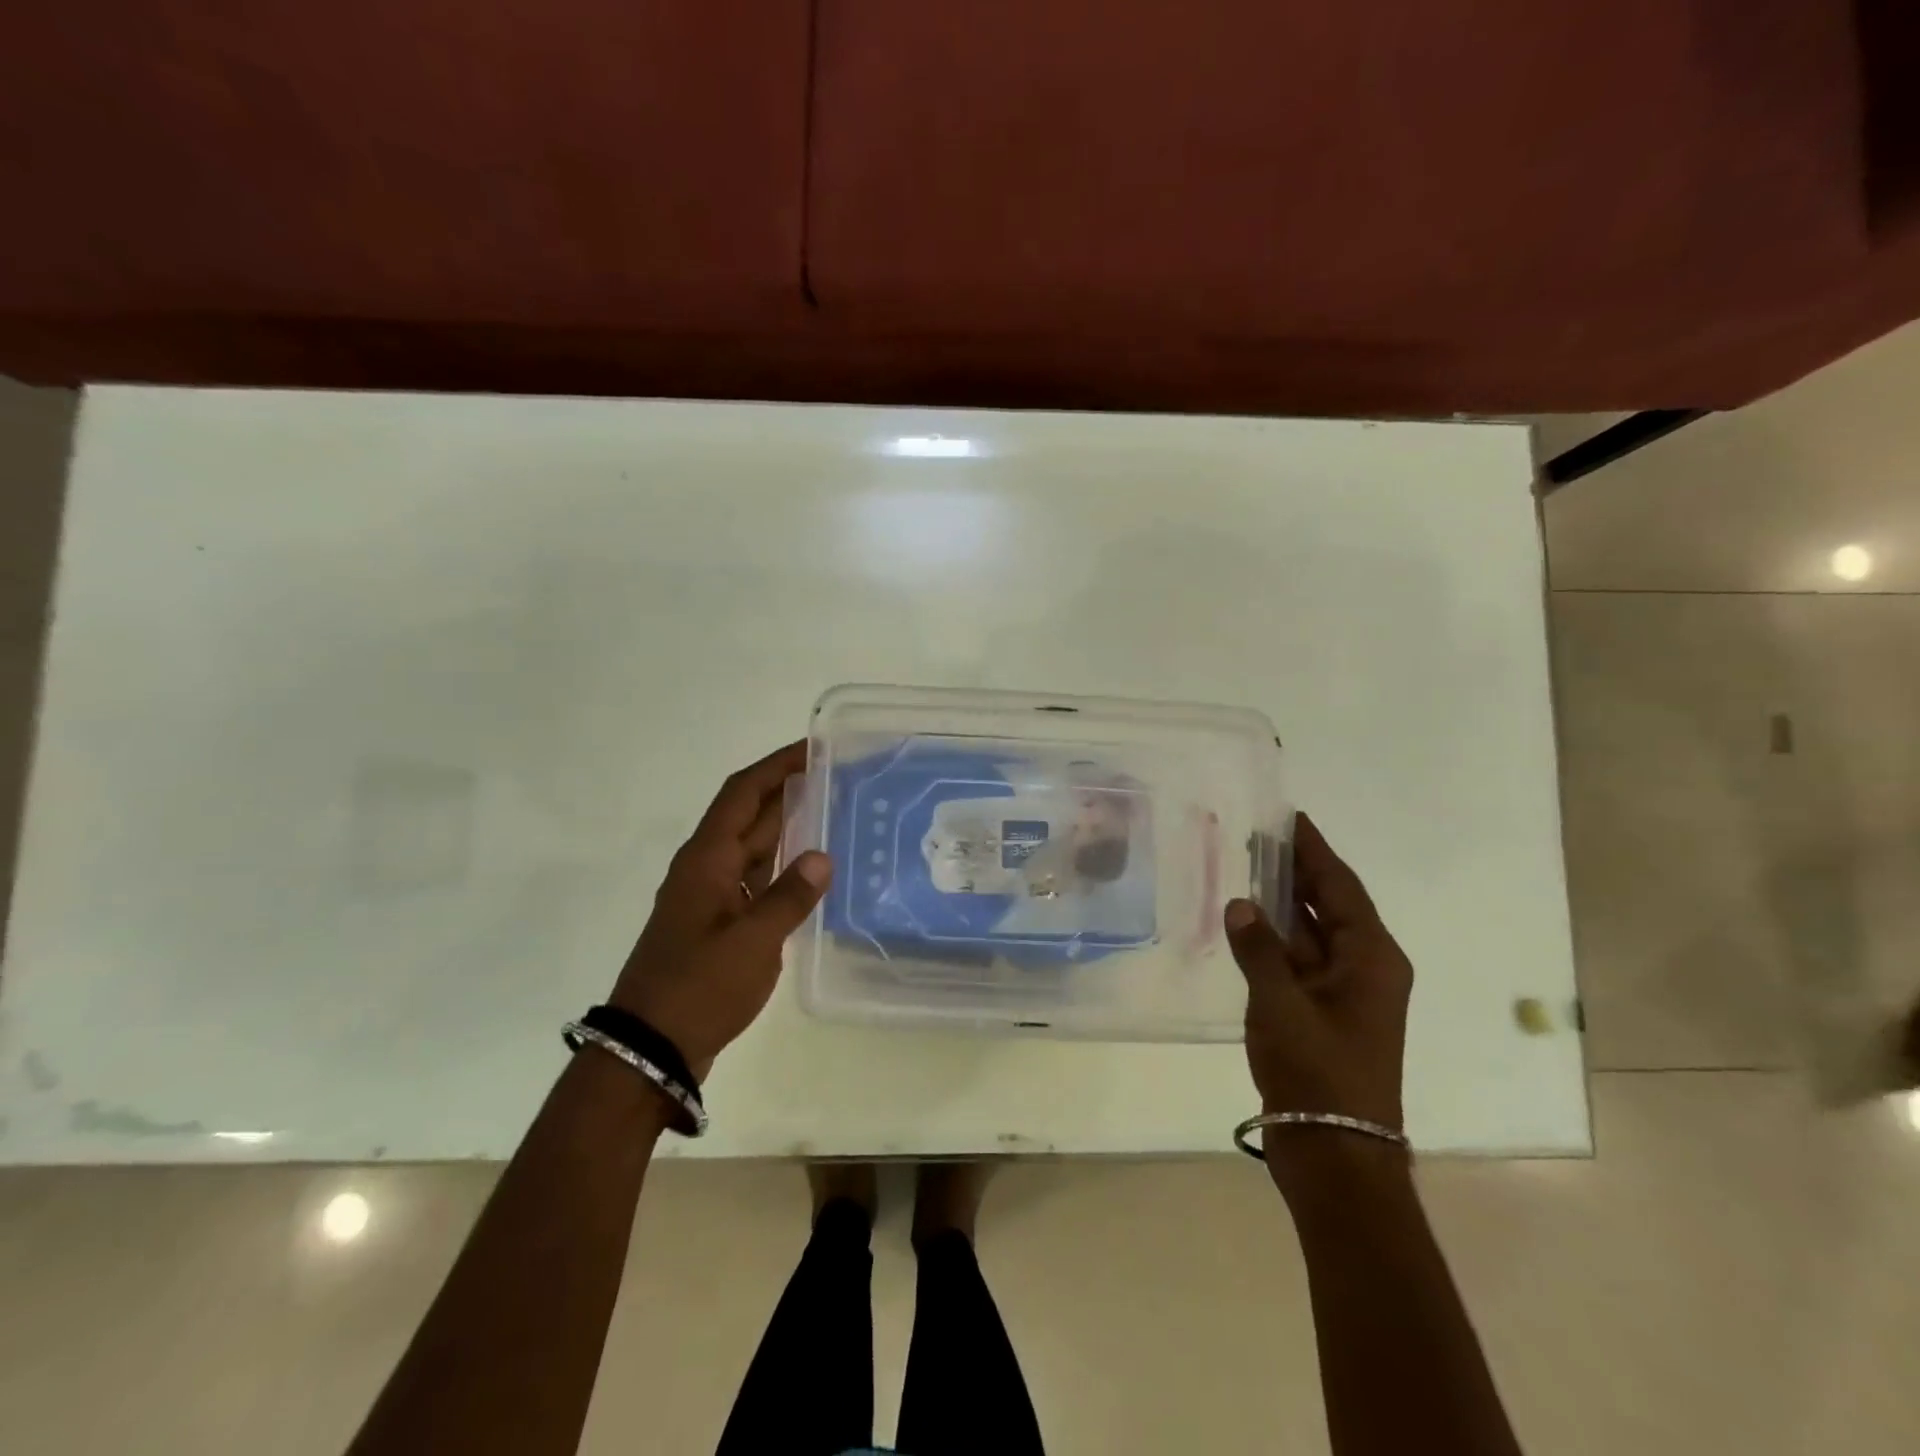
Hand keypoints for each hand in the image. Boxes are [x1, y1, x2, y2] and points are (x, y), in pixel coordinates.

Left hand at [610, 742, 831, 1076]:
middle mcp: (706, 868)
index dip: (775, 767)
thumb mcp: (751, 942)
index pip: (742, 794)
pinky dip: (780, 868)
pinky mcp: (718, 924)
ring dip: (785, 827)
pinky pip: (754, 880)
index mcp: (707, 860)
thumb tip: (821, 856)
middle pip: (748, 816)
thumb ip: (789, 897)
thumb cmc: (698, 987)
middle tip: (834, 778)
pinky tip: (809, 872)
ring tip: (831, 813)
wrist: (650, 1047)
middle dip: (786, 791)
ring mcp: (710, 897)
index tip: (811, 748)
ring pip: (752, 848)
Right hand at [1224, 813, 1412, 1183]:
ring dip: (1282, 903)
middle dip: (1296, 870)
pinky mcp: (1321, 1013)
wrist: (1335, 1154)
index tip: (1289, 817)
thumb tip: (1239, 904)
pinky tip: (1244, 924)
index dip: (1314, 849)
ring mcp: (1343, 992)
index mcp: (1372, 957)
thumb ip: (1259, 949)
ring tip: (1244, 867)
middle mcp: (1364, 967)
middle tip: (1257, 836)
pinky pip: (1298, 960)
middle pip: (1330, 904)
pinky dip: (1274, 939)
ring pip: (1312, 932)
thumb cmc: (1319, 1072)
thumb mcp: (1282, 1005)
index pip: (1341, 886)